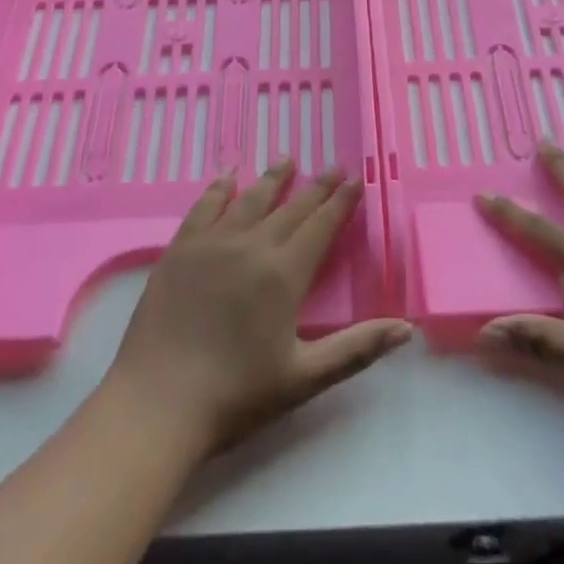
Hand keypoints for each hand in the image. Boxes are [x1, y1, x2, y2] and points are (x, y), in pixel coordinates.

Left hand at [104, 161, 411, 458]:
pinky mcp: (180, 249)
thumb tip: (407, 327)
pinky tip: (228, 176)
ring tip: (287, 159)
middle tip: (333, 166)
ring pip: (250, 199)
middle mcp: (251, 246)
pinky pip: (205, 207)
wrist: (157, 404)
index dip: (340, 202)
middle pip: (291, 207)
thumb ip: (357, 348)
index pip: (320, 226)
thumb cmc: (235, 396)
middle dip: (316, 187)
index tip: (355, 180)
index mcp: (284, 274)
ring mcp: (212, 243)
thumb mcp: (304, 378)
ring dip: (272, 178)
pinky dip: (220, 188)